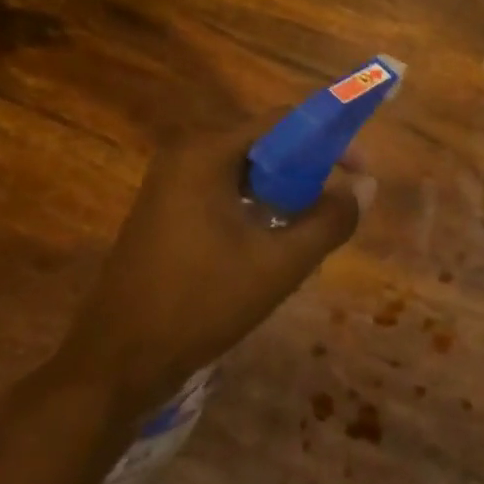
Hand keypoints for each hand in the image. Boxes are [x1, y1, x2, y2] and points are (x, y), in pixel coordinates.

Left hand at [53, 117, 375, 422]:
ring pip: (249, 171)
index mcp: (206, 153)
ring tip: (315, 223)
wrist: (117, 363)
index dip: (329, 138)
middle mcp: (186, 156)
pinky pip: (228, 191)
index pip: (283, 121)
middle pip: (266, 144)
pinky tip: (278, 238)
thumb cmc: (200, 304)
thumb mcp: (279, 264)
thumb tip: (367, 186)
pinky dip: (260, 204)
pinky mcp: (168, 210)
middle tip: (342, 201)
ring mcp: (172, 184)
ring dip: (287, 189)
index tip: (361, 170)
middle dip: (311, 167)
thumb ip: (330, 220)